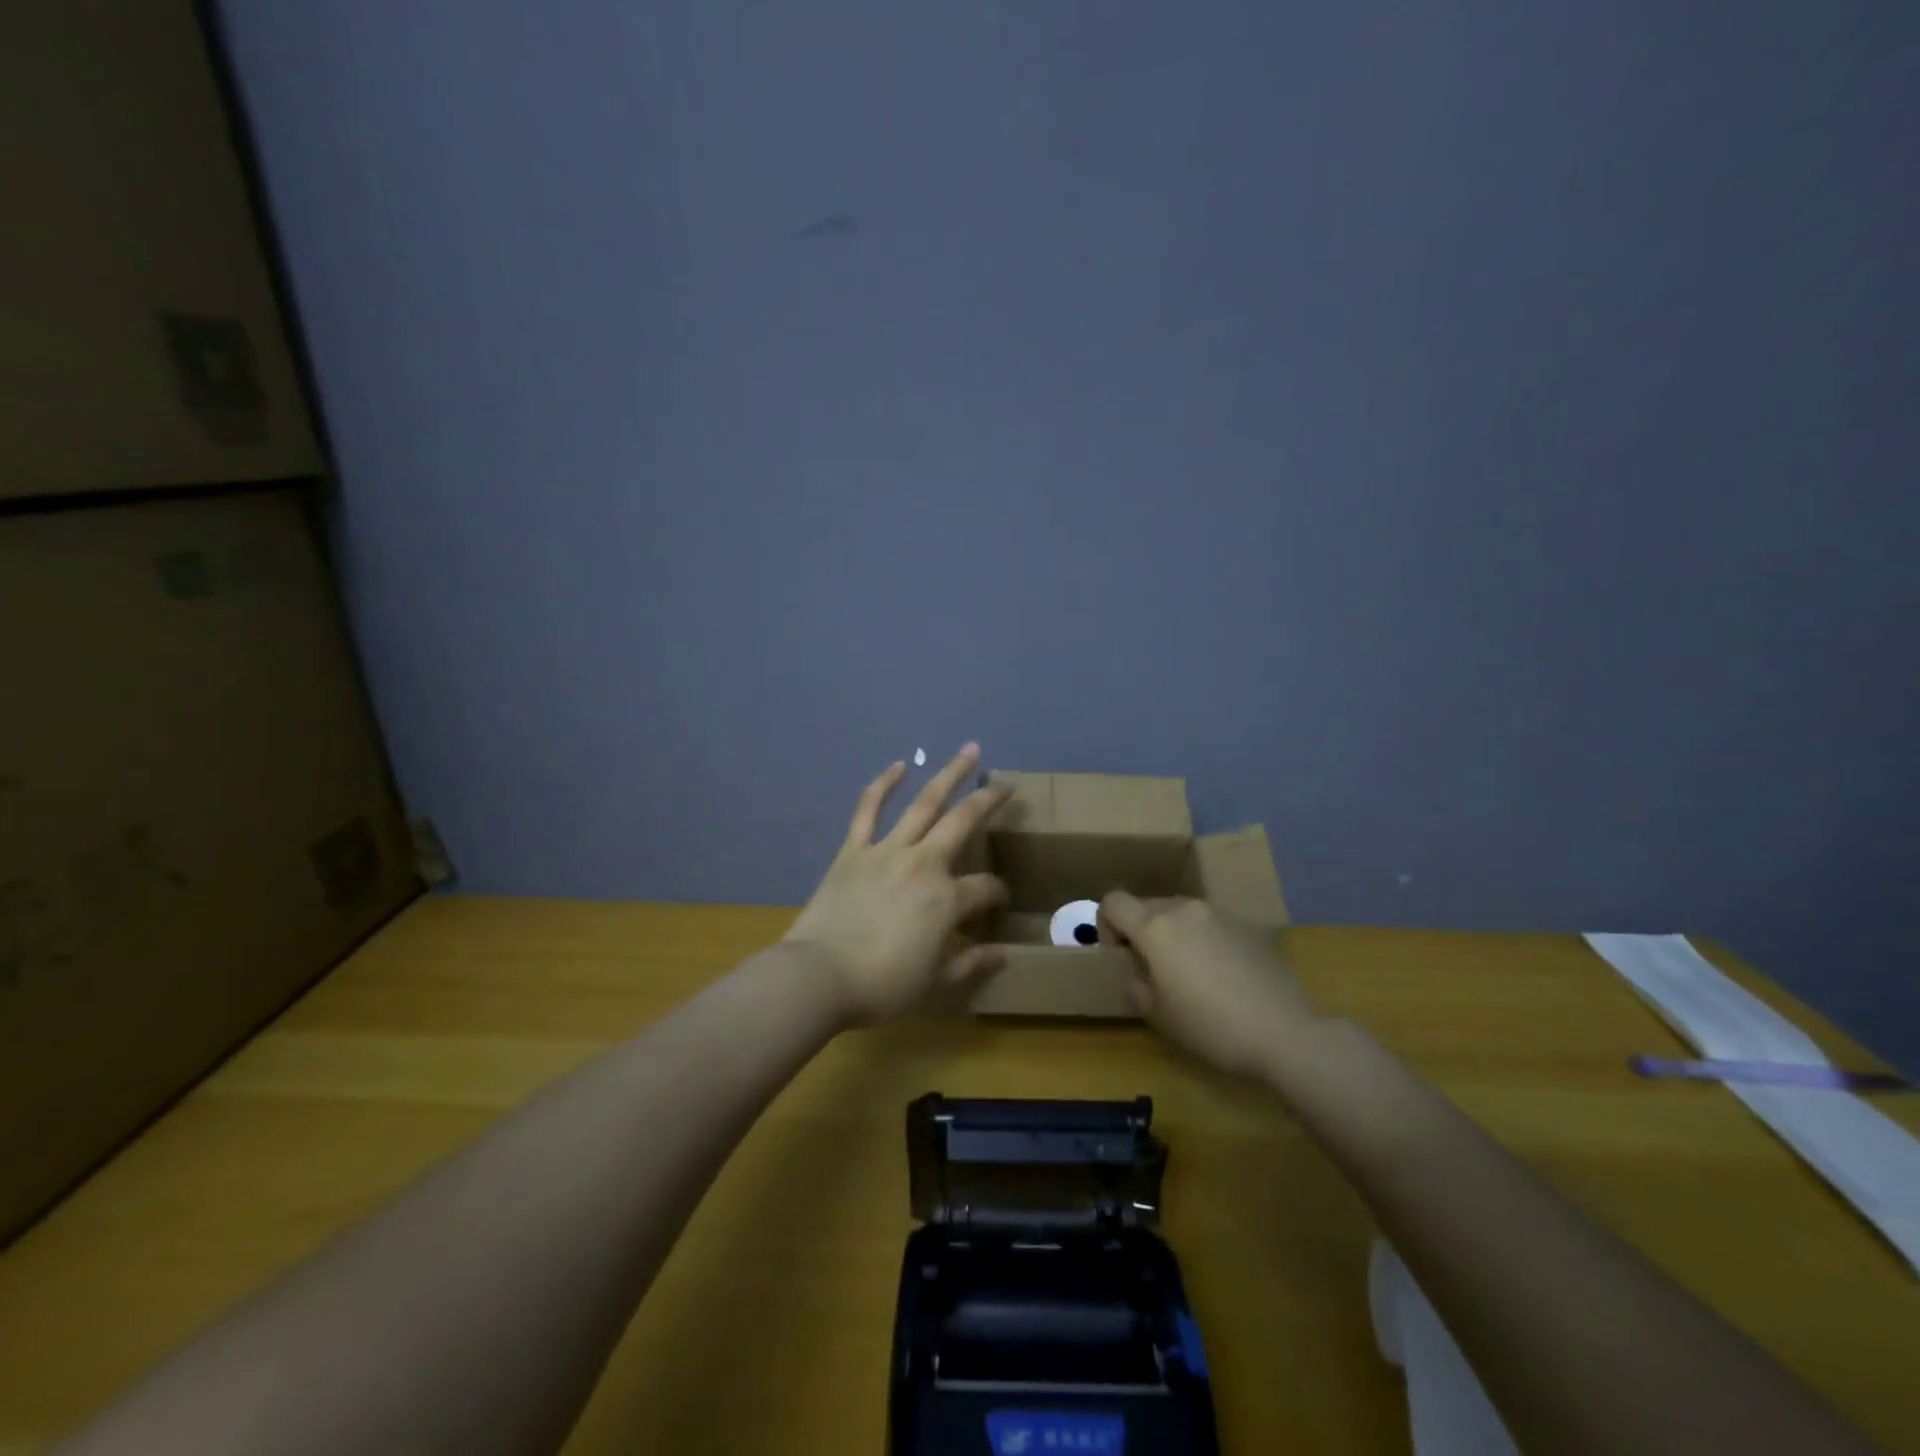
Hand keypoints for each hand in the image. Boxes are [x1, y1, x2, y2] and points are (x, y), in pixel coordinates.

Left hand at [785, 744, 1011, 1024]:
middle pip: (963, 823)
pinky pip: (869, 809)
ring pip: (924, 804)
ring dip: (948, 775)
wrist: (819, 976)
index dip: (998, 893)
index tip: (999, 902)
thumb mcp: (936, 983)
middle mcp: (924, 864)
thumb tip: (1002, 954)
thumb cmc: (882, 985)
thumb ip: (971, 963)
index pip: (985, 888)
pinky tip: (899, 766)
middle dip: (988, 800)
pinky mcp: (854, 849)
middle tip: (1005, 785)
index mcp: (947, 899)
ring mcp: (887, 850)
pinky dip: (884, 784)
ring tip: (968, 751)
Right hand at [1098, 893, 1321, 1078]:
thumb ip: (1134, 980)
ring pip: (1181, 912)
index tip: (1121, 956)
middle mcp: (1185, 909)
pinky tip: (1222, 975)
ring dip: (1174, 933)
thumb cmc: (1209, 1026)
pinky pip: (1211, 923)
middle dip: (1141, 931)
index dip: (1106, 925)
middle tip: (1154, 970)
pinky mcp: (1248, 925)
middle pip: (1147, 905)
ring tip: (1190, 972)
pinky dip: (1204, 939)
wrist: (1284, 1033)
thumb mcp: (1155, 1013)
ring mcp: (1220, 913)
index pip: (1113, 901)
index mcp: (1155, 926)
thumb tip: (1135, 966)